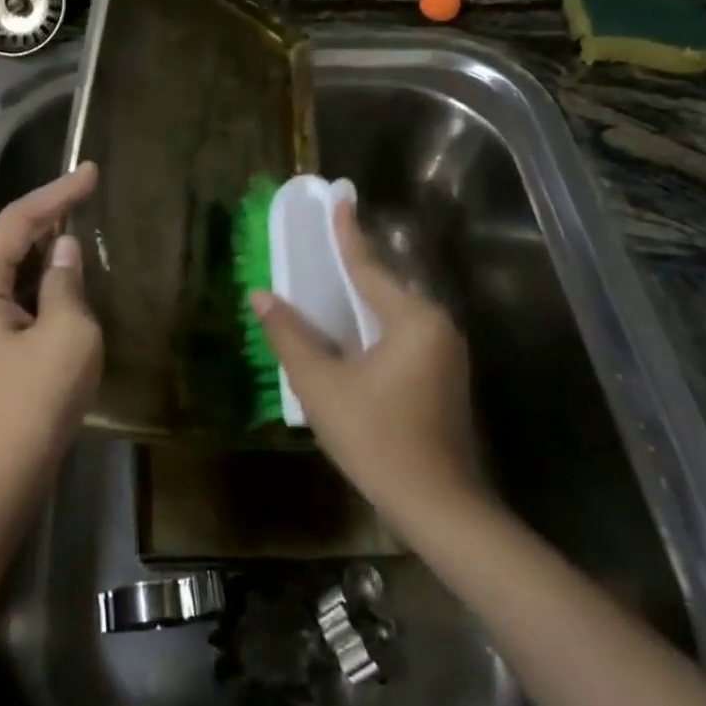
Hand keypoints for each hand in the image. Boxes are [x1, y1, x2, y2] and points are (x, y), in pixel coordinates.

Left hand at [0, 162, 101, 514]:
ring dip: (47, 249)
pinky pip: (16, 297)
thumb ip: (67, 284)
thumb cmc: (31, 406)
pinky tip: (68, 277)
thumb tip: (65, 251)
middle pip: (9, 240)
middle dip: (48, 215)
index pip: (18, 222)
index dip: (57, 193)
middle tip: (89, 192)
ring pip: (13, 269)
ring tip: (83, 223)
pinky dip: (43, 282)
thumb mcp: (67, 337)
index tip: (91, 172)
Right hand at [250, 200, 482, 526]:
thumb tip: (260, 295)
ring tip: (329, 281)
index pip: (368, 266)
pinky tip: (351, 331)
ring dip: (362, 299)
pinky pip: (402, 334)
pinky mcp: (443, 377)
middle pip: (384, 286)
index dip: (347, 232)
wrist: (439, 508)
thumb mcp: (322, 385)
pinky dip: (373, 324)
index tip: (339, 197)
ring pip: (393, 312)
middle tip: (323, 242)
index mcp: (411, 319)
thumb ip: (290, 335)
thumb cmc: (377, 439)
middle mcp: (436, 326)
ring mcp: (445, 353)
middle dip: (352, 265)